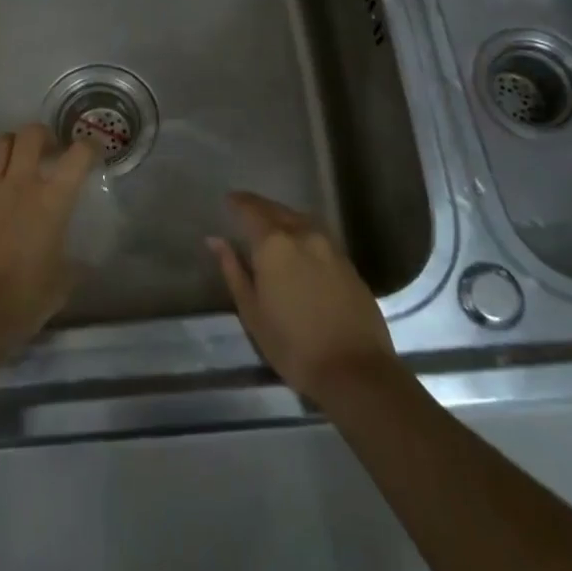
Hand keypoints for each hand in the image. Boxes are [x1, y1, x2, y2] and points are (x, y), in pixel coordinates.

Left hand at [0, 124, 98, 362]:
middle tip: (48, 152)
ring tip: (15, 159)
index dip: (90, 147)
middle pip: (31, 134)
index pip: (78, 156)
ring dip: (10, 145)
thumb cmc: (24, 301)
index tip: (92, 153)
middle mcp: (19, 185)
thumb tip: (80, 260)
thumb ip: (74, 262)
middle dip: (44, 135)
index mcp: (52, 201)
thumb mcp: (63, 282)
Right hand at [208, 191, 398, 406]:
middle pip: (277, 210)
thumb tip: (216, 240)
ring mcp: (330, 246)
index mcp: (274, 243)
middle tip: (244, 210)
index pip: (251, 209)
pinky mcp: (348, 262)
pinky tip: (298, 247)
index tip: (227, 200)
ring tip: (270, 227)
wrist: (355, 370)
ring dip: (282, 217)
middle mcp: (303, 234)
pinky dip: (302, 233)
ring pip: (300, 219)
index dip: (237, 202)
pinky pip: (318, 235)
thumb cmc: (293, 345)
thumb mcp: (252, 311)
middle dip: (259, 207)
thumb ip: (233, 270)